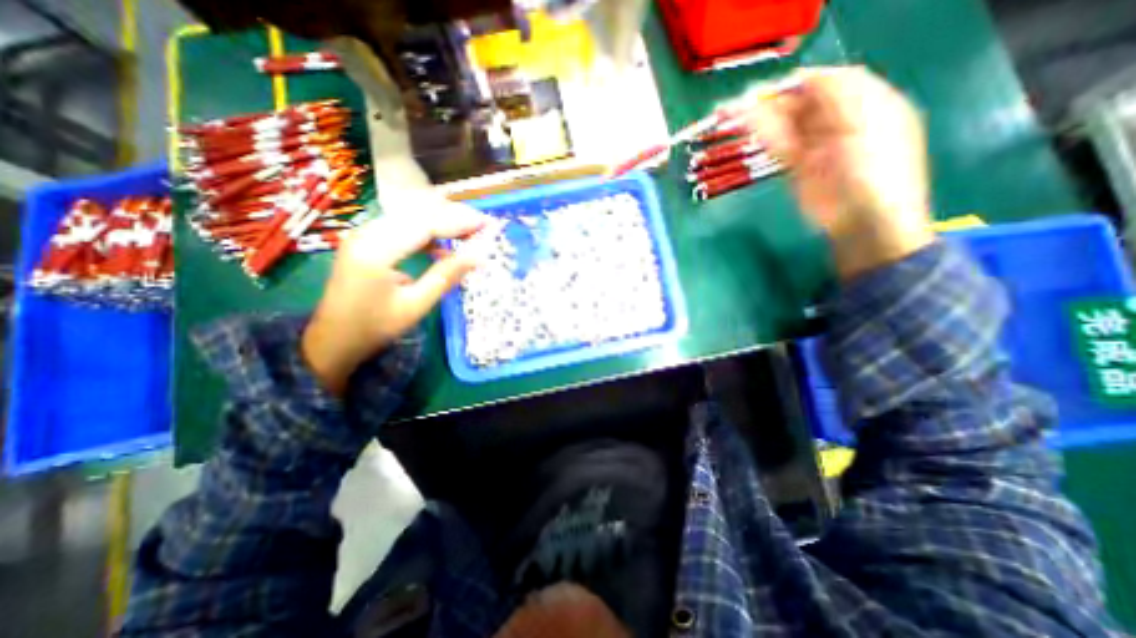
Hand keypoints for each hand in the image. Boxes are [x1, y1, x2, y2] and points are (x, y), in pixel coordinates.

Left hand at [299, 194, 486, 394]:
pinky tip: (443, 244)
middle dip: (454, 215)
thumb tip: (480, 254)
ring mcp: (364, 233)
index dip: (460, 221)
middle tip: (484, 225)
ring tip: (470, 230)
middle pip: (418, 212)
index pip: (425, 223)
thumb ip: (447, 275)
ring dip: (442, 220)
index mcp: (376, 250)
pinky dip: (427, 230)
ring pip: (411, 215)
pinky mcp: (367, 239)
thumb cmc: (375, 328)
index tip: (488, 224)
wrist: (333, 340)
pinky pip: (402, 225)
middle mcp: (367, 232)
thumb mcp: (416, 305)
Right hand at [748, 65, 930, 280]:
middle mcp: (838, 121)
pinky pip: (779, 145)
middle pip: (803, 103)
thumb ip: (839, 94)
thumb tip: (804, 78)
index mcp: (864, 103)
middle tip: (745, 99)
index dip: (801, 82)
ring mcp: (816, 146)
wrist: (862, 219)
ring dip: (763, 117)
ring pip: (787, 124)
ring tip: (734, 111)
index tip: (773, 86)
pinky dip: (764, 135)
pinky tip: (747, 126)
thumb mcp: (867, 121)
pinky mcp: (798, 168)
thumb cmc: (874, 169)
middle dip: (775, 100)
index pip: (829, 83)